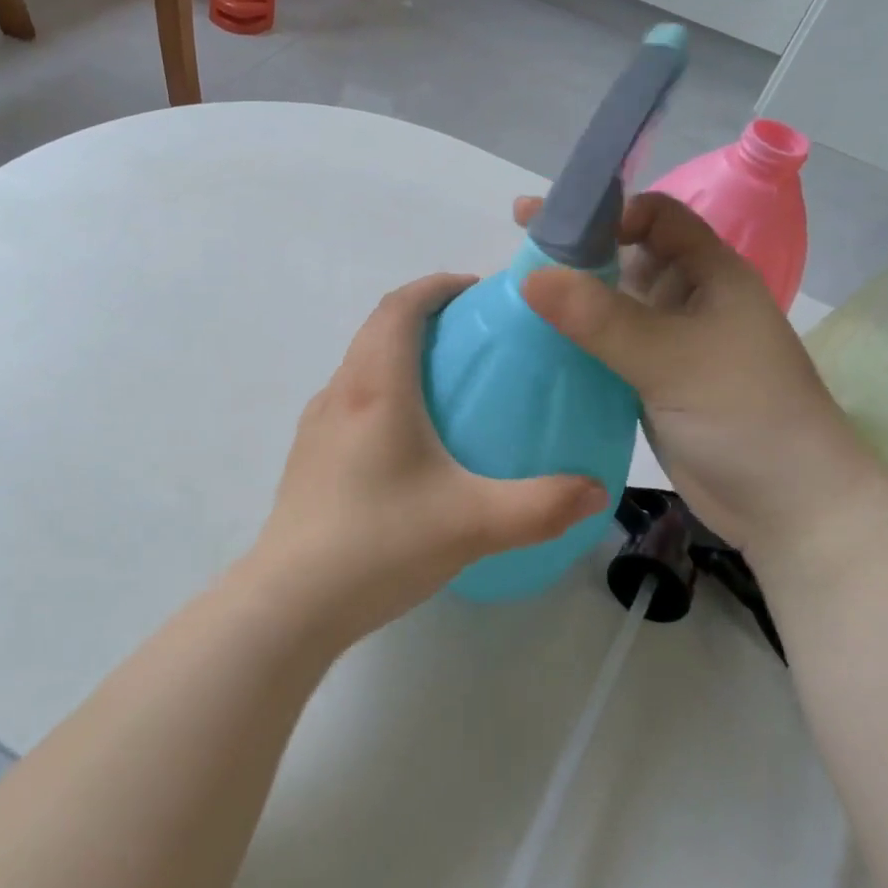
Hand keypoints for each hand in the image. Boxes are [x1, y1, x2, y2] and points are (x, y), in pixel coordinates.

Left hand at [244, 274, 607, 646]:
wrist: (291, 601)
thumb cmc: (380, 543)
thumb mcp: (474, 523)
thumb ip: (544, 505)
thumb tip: (596, 489)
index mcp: (376, 387)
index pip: (400, 307)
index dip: (436, 286)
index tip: (475, 291)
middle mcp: (340, 392)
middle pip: (377, 327)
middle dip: (422, 313)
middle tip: (471, 333)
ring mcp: (317, 424)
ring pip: (360, 363)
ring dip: (398, 351)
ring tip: (444, 381)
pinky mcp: (308, 455)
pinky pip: (349, 398)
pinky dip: (381, 388)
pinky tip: (407, 439)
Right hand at [516, 192, 887, 561]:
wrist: (788, 506)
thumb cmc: (745, 415)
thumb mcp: (672, 358)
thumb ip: (601, 318)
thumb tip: (529, 277)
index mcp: (709, 273)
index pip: (656, 216)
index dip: (610, 210)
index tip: (557, 222)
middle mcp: (687, 298)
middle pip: (625, 255)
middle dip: (576, 245)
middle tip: (518, 236)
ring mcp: (667, 342)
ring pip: (611, 302)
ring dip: (569, 293)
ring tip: (512, 287)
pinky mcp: (649, 380)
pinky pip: (604, 344)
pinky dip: (572, 337)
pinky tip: (532, 337)